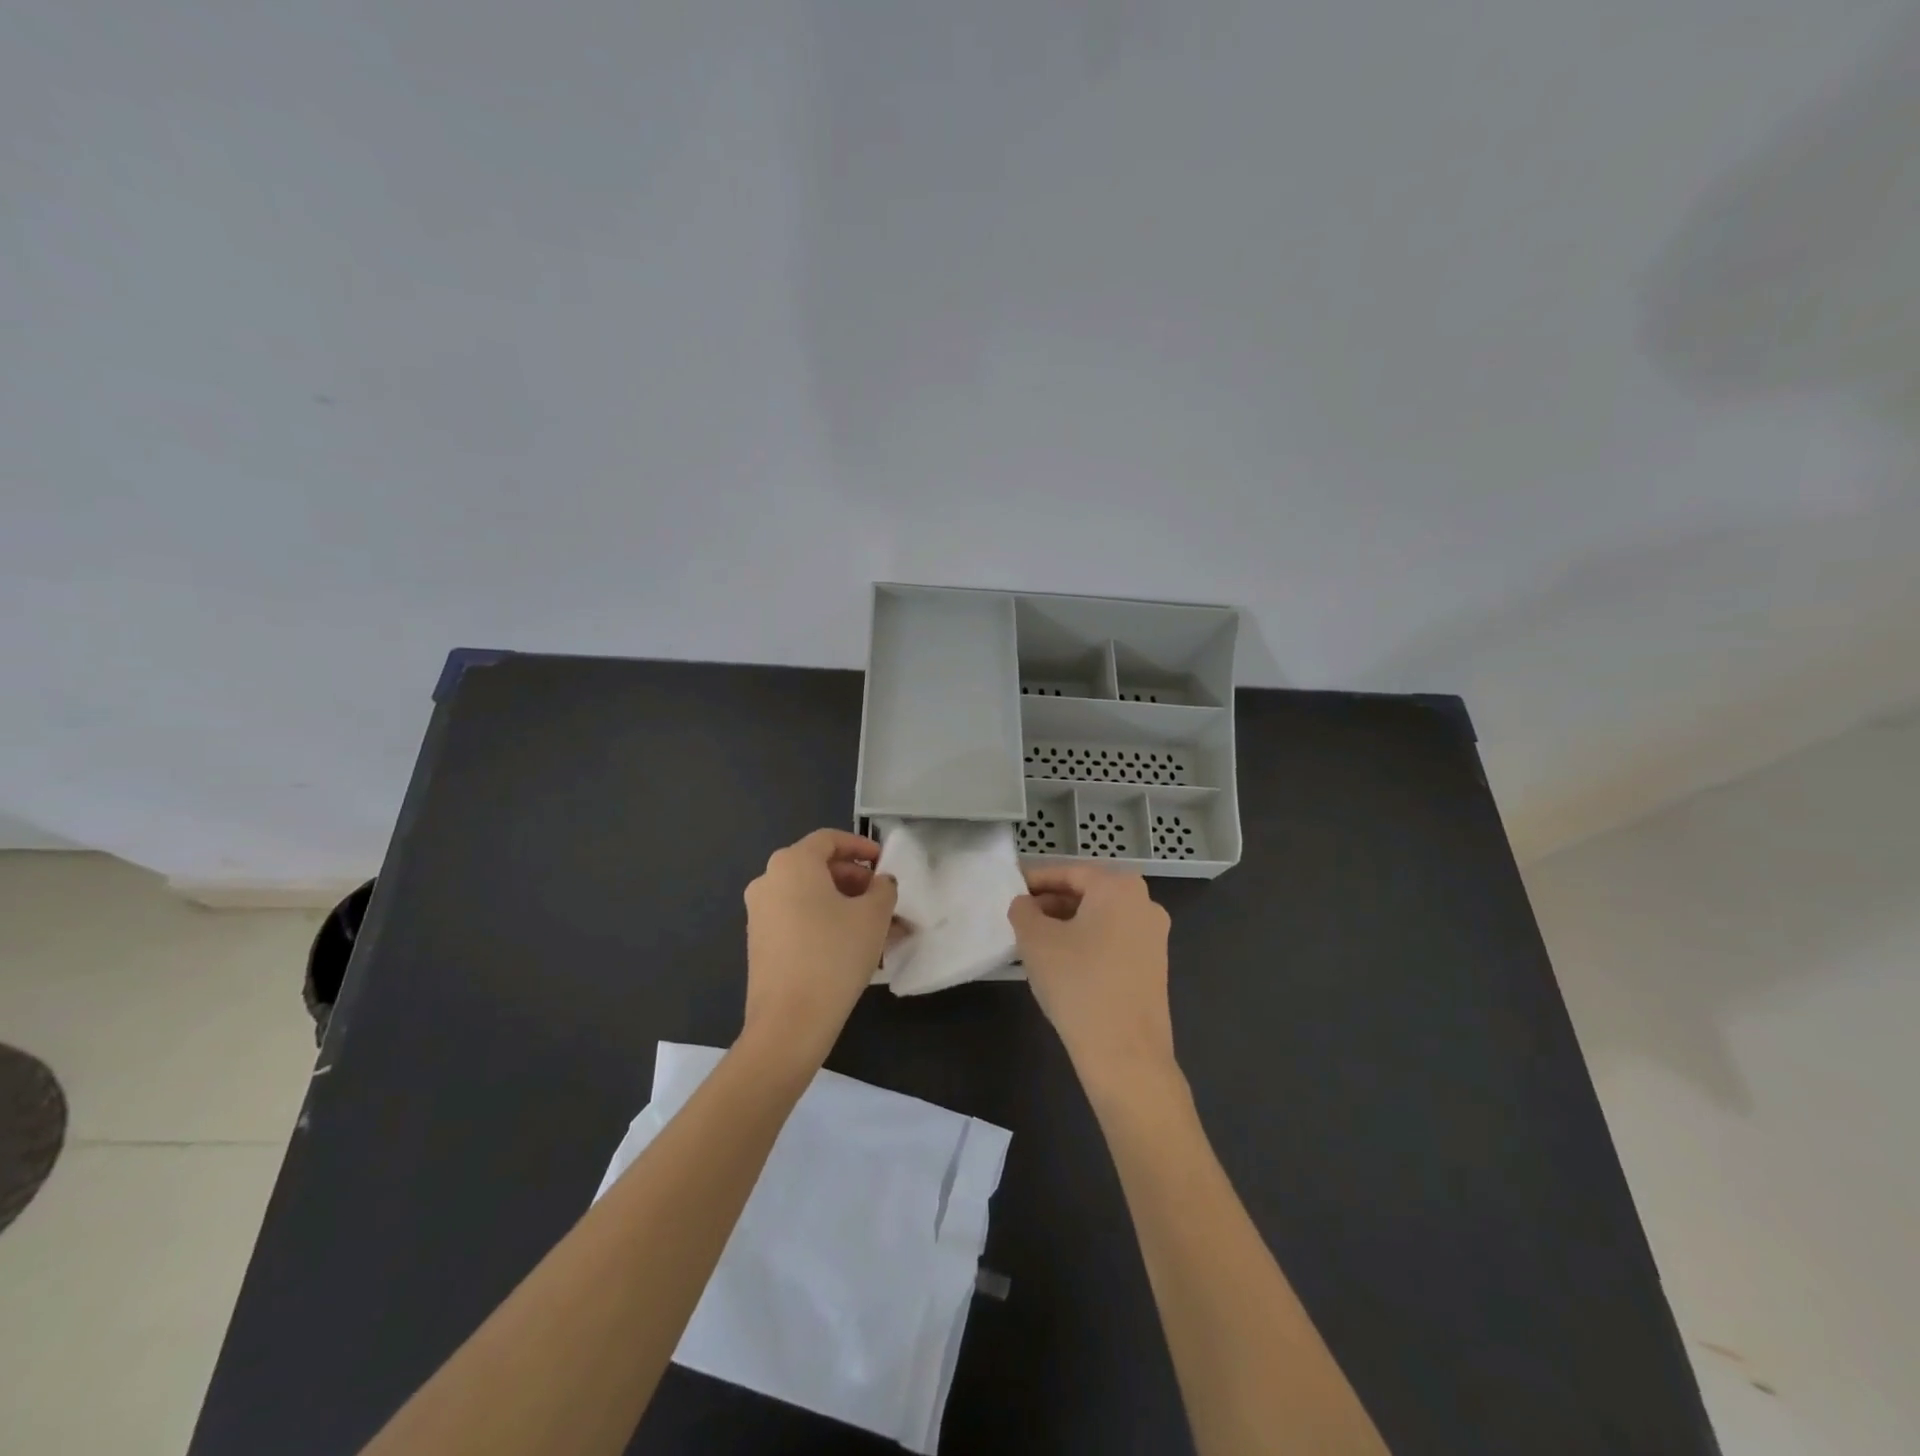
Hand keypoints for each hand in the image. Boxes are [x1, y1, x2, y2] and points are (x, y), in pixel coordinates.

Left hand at [741, 829, 897, 1069]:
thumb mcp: (873, 915)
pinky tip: (854, 946)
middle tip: (884, 900)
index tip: (884, 864)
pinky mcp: (760, 943)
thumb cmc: (835, 954)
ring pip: (811, 897)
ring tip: (879, 929)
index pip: (829, 840)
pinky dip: (826, 923)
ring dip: (845, 905)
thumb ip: (883, 889)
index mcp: (792, 863)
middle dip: (856, 880)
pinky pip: (799, 919)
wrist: (790, 1022)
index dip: (861, 846)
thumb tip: (880, 884)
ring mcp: (760, 913)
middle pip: (818, 867)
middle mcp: (768, 880)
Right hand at [1009, 864, 1178, 1093]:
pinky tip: (1063, 964)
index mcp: (1119, 887)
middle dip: (1052, 902)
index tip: (1011, 889)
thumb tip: (1025, 905)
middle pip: (1088, 892)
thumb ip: (1023, 910)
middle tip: (1020, 917)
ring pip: (1101, 918)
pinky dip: (1087, 943)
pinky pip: (1114, 940)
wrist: (1125, 1054)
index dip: (1035, 879)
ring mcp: (1154, 936)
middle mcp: (1144, 903)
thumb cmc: (1078, 984)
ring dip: (1068, 924)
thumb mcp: (1035, 941)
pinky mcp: (1154, 966)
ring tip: (1035, 942)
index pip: (1068, 872)